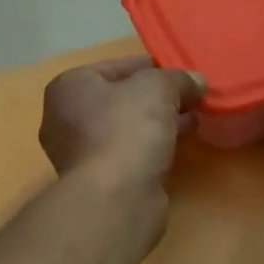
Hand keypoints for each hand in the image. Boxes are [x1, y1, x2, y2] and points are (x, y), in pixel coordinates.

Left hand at [39, 56, 206, 184]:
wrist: (116, 196)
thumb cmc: (127, 128)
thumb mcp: (158, 88)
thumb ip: (178, 79)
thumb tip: (197, 81)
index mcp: (69, 87)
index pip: (115, 67)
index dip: (151, 67)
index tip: (180, 74)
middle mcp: (65, 118)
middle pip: (120, 99)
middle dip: (156, 98)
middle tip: (189, 97)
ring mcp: (80, 153)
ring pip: (126, 128)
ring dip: (158, 122)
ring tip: (193, 119)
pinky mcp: (99, 181)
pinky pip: (130, 152)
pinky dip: (152, 146)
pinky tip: (180, 144)